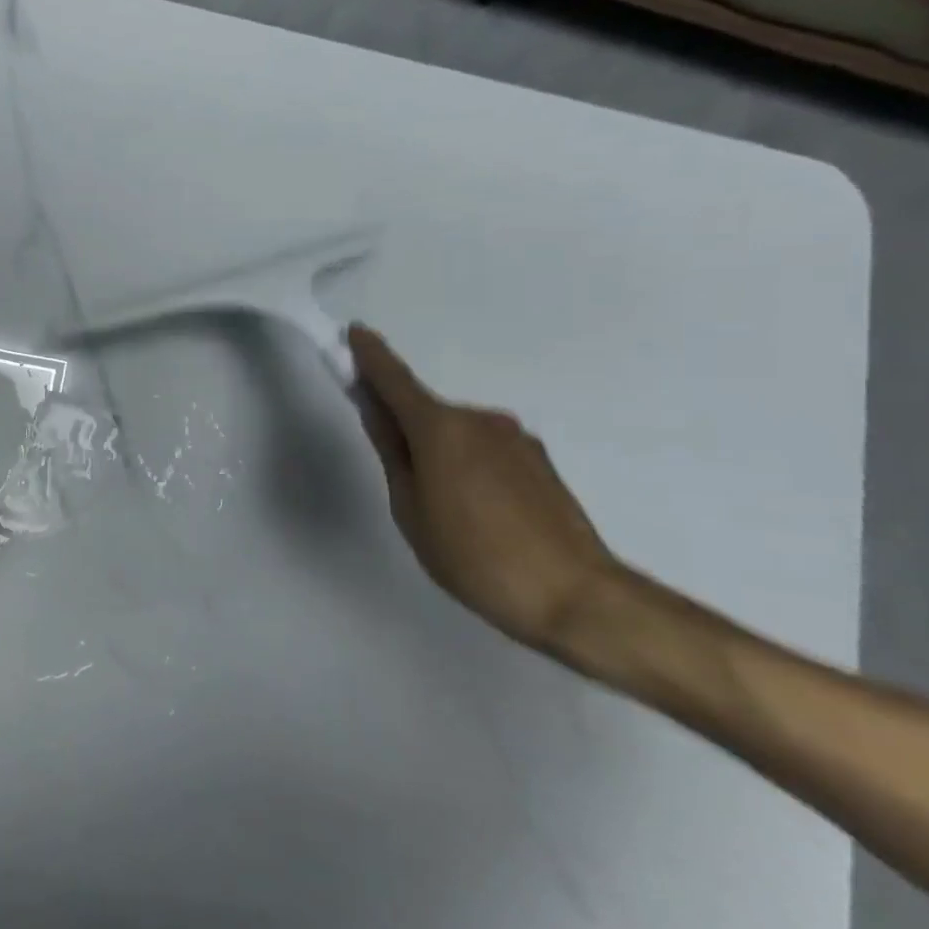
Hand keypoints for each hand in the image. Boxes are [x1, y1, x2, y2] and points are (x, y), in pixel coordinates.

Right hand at [348, 323, 631, 653]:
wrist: (575, 595)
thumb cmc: (473, 556)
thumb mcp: (410, 508)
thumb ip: (391, 451)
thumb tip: (375, 409)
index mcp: (440, 427)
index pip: (394, 379)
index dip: (370, 355)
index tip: (353, 332)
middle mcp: (479, 419)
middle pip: (425, 411)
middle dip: (404, 427)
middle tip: (397, 476)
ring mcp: (514, 437)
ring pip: (457, 433)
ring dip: (439, 452)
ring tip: (444, 510)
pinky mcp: (538, 460)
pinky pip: (485, 450)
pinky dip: (467, 465)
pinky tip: (477, 512)